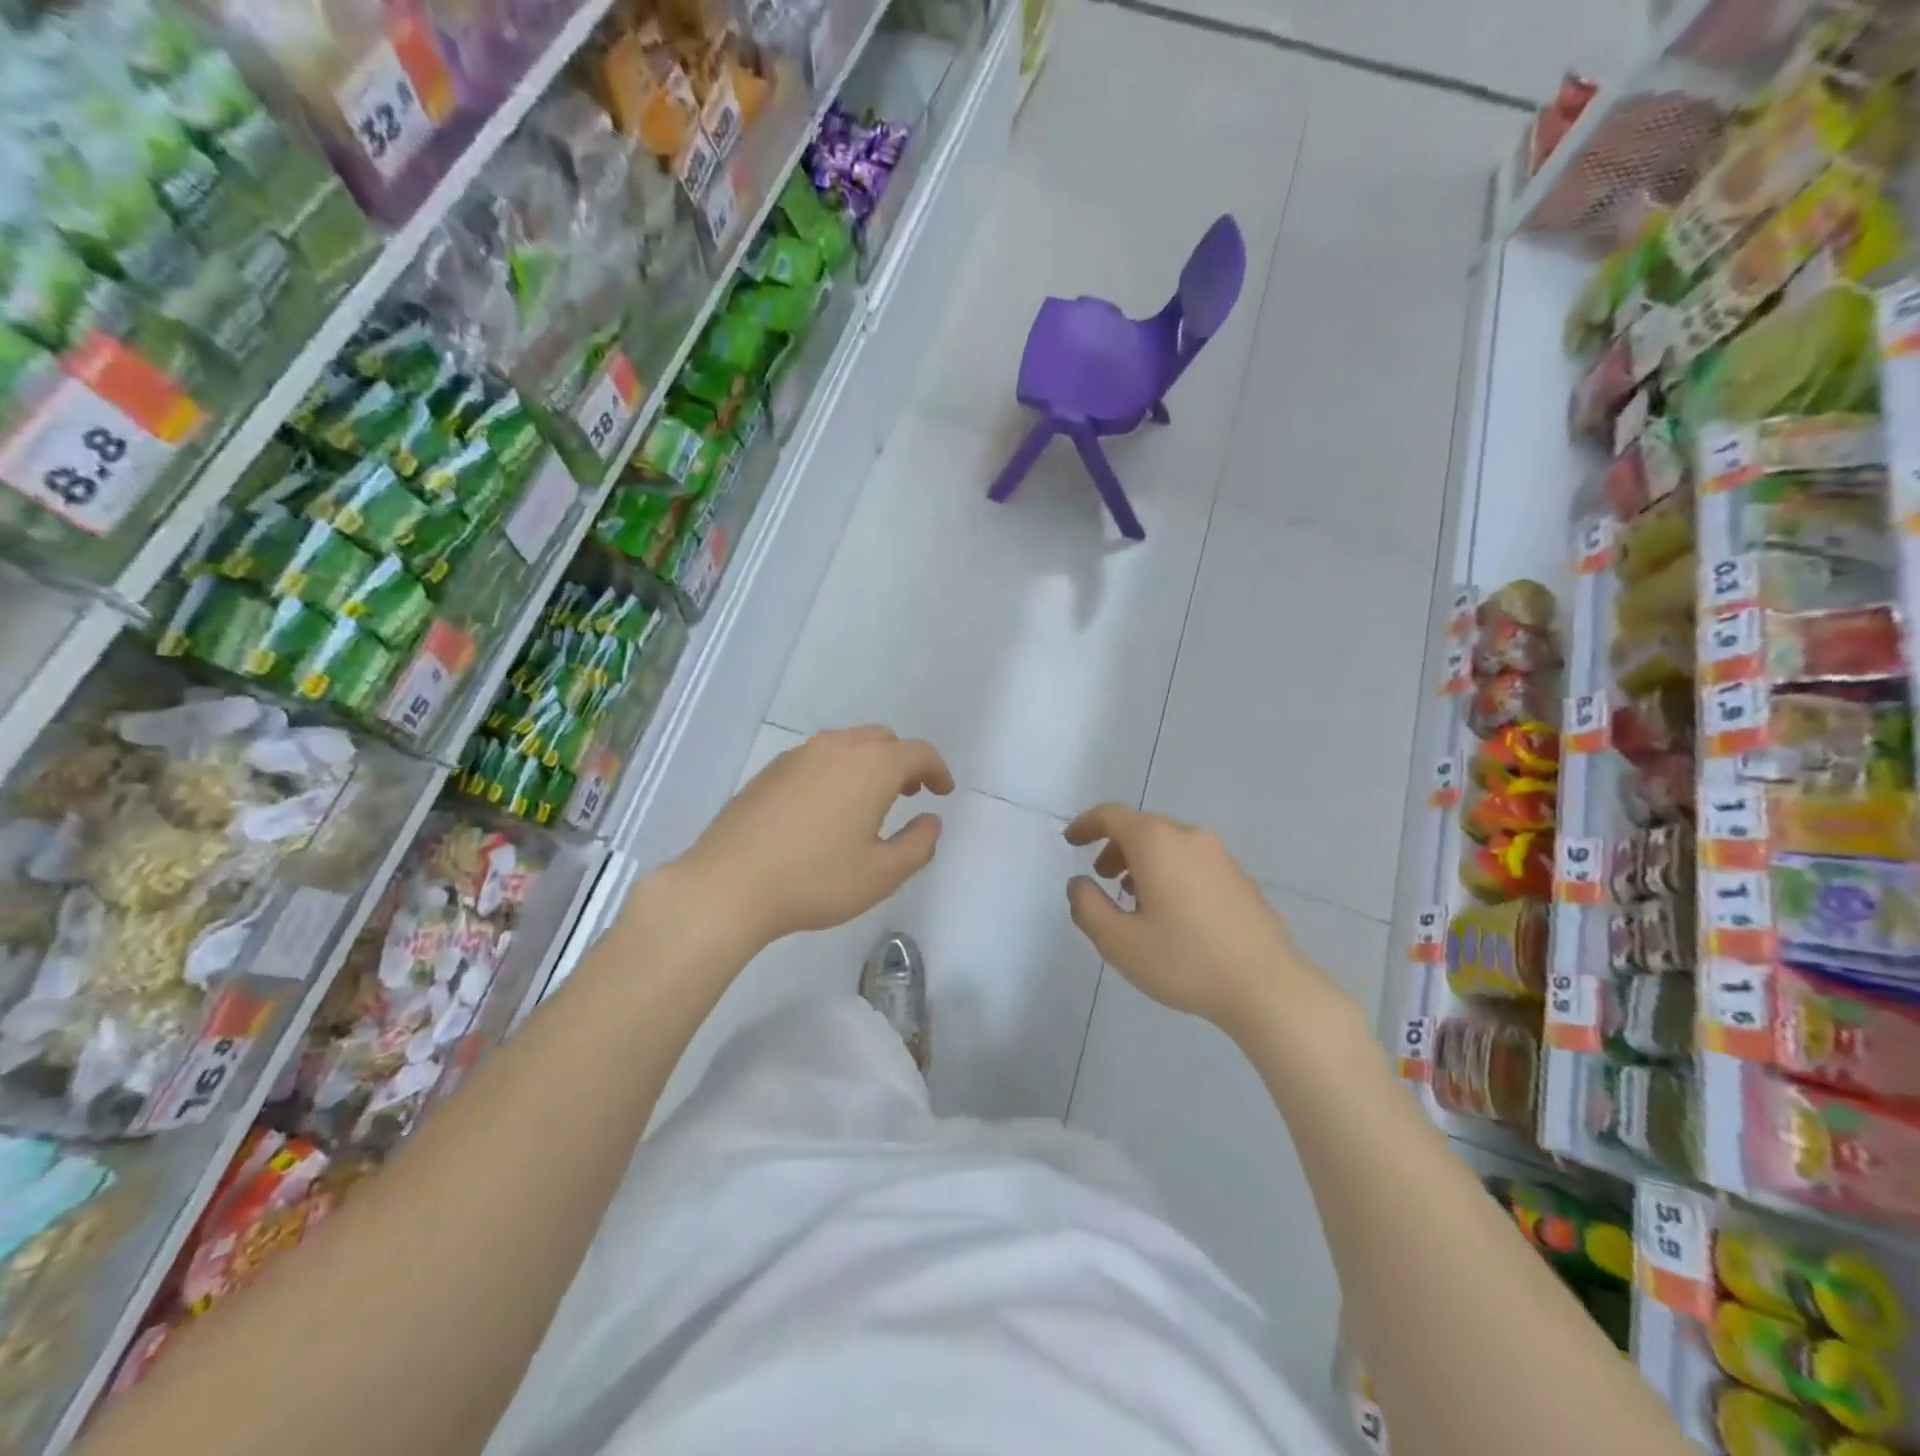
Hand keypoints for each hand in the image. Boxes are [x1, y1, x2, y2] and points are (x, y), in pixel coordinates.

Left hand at [680, 727, 953, 947]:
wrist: (729, 884)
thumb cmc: (815, 880)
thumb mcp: (881, 874)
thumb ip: (918, 845)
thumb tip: (931, 820)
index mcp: (871, 767)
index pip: (917, 752)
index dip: (937, 769)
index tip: (943, 791)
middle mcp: (837, 748)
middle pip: (882, 739)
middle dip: (903, 762)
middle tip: (909, 793)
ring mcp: (798, 756)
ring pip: (847, 744)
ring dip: (868, 763)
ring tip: (869, 800)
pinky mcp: (770, 771)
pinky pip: (817, 757)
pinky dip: (836, 770)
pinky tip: (826, 807)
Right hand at [1064, 804, 1343, 1036]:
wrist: (1267, 986)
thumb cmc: (1185, 960)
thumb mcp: (1119, 942)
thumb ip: (1087, 906)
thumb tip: (1079, 884)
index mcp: (1156, 843)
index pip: (1112, 816)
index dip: (1086, 824)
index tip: (1070, 842)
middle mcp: (1188, 837)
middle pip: (1141, 827)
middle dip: (1114, 846)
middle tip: (1101, 877)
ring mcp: (1219, 856)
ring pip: (1168, 844)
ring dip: (1142, 861)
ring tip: (1133, 900)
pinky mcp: (1238, 877)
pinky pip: (1191, 861)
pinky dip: (1168, 871)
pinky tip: (1171, 912)